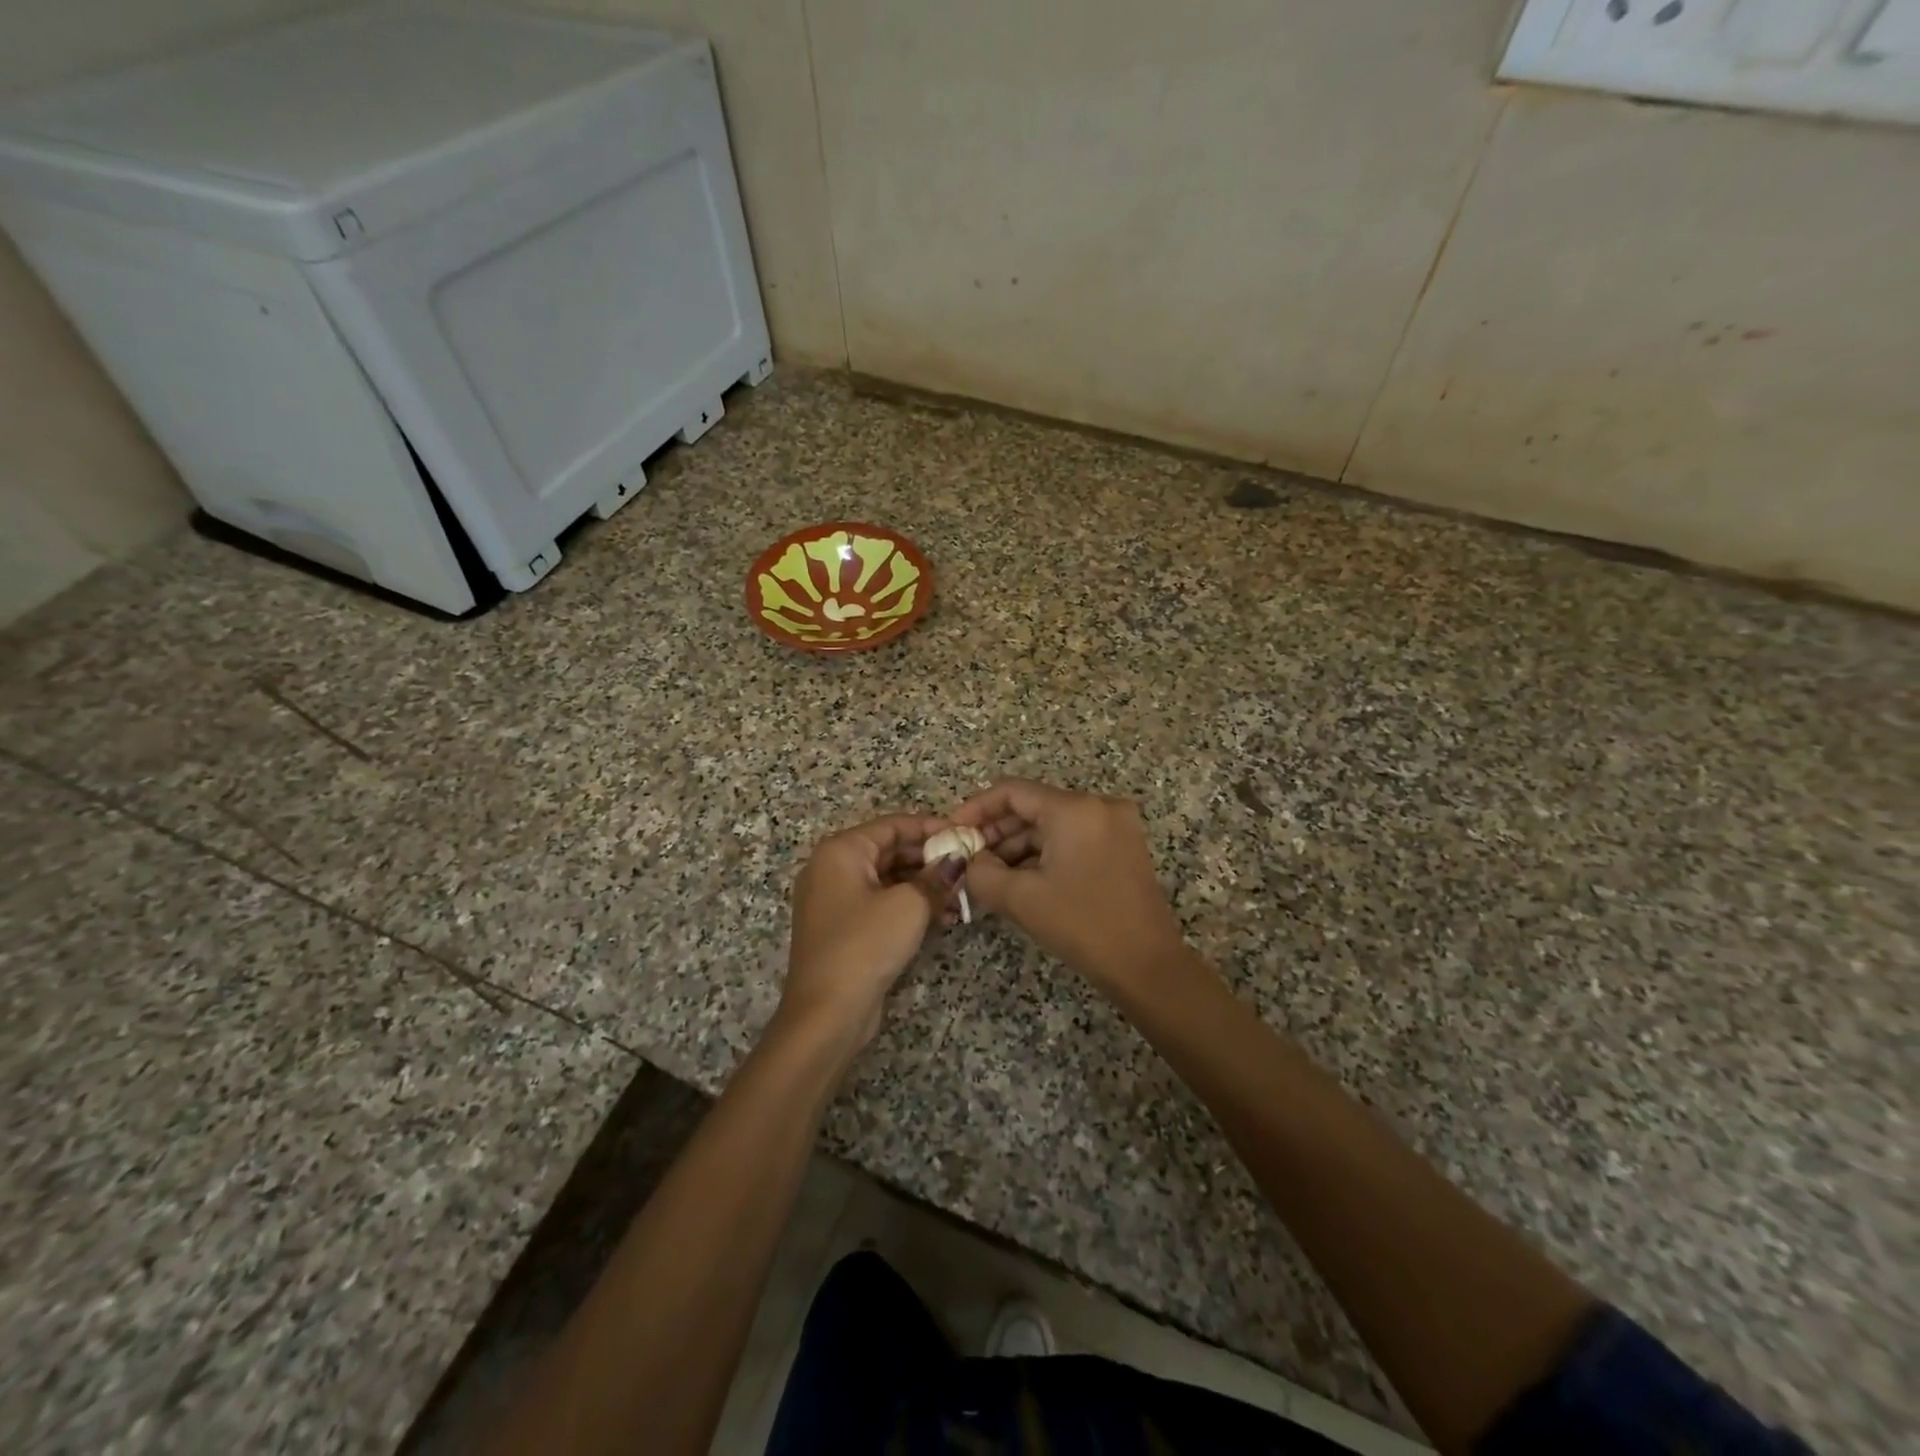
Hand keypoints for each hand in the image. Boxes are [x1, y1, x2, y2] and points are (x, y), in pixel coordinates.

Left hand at [779, 813, 949, 1055]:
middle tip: (968, 868)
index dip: (931, 828)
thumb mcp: (909, 905)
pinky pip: (881, 903)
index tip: (965, 836)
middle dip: (930, 859)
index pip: (892, 825)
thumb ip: (936, 877)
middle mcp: (832, 868)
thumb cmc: (865, 945)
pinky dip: (909, 905)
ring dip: (924, 885)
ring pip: (887, 879)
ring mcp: (835, 900)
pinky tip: (944, 917)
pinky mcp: (843, 928)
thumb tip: (958, 860)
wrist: (827, 1013)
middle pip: (889, 851)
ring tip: (962, 896)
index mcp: (841, 851)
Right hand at [949, 779, 1193, 996]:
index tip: (952, 831)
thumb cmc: (1082, 926)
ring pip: (1052, 823)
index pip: (1013, 791)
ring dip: (1018, 844)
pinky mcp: (1123, 845)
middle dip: (996, 830)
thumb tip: (968, 860)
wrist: (1147, 966)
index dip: (976, 808)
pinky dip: (1044, 852)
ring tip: (988, 872)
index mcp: (1075, 808)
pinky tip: (1020, 877)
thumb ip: (981, 872)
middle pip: (1033, 805)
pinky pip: (1072, 837)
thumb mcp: (1021, 899)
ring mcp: (1116, 824)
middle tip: (966, 856)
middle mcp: (1098, 805)